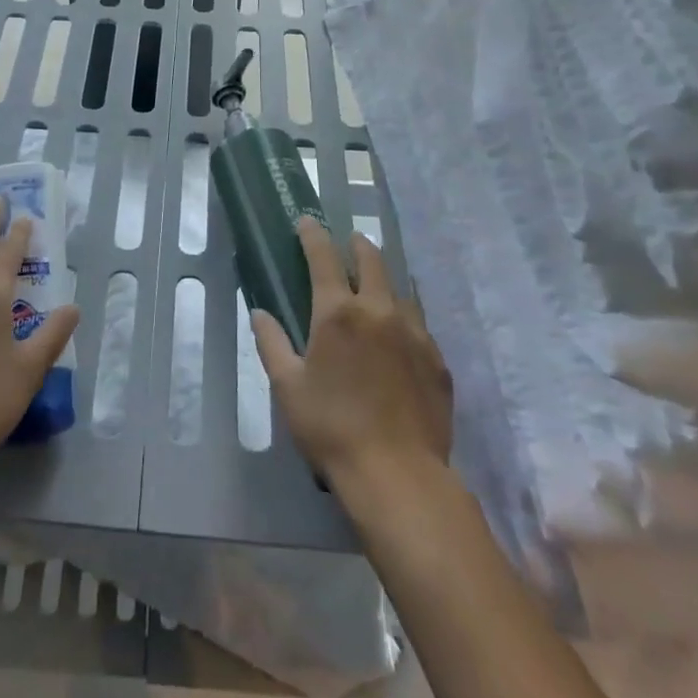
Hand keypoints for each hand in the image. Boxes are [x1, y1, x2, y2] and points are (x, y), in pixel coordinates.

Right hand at [252, 217, 452, 492]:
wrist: (398, 476)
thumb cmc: (331, 428)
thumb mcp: (288, 387)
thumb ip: (271, 343)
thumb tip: (260, 313)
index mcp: (338, 312)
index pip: (324, 256)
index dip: (313, 234)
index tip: (307, 221)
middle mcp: (379, 310)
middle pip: (372, 260)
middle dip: (357, 245)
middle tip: (349, 243)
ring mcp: (414, 333)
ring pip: (400, 289)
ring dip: (385, 279)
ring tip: (376, 285)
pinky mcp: (437, 360)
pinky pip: (420, 323)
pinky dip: (405, 316)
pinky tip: (400, 333)